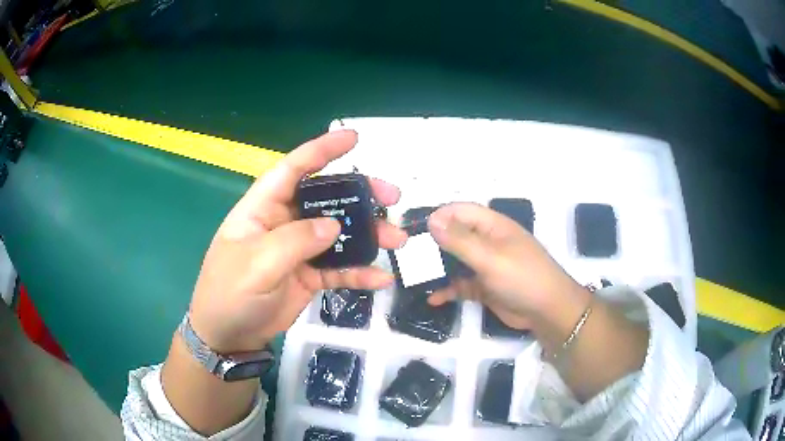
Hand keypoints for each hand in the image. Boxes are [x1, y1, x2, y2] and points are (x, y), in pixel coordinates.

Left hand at [188, 130, 406, 352]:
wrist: (229, 335)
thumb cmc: (230, 293)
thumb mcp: (256, 264)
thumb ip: (295, 241)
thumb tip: (334, 225)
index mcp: (263, 208)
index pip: (293, 169)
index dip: (321, 150)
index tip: (353, 138)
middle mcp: (284, 222)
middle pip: (326, 199)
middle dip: (359, 195)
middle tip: (391, 198)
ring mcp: (299, 250)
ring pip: (339, 234)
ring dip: (368, 235)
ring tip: (397, 239)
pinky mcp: (309, 275)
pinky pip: (339, 269)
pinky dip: (360, 273)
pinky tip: (380, 278)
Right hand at [427, 202, 588, 329]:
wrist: (547, 311)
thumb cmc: (522, 277)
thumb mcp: (490, 257)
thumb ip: (460, 240)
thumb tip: (432, 220)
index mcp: (493, 226)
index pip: (461, 211)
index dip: (439, 216)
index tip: (415, 230)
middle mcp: (488, 242)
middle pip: (456, 236)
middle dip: (434, 244)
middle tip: (408, 256)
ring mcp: (486, 265)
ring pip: (456, 262)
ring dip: (438, 269)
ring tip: (414, 277)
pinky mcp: (485, 286)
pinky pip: (461, 284)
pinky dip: (448, 290)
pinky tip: (433, 299)